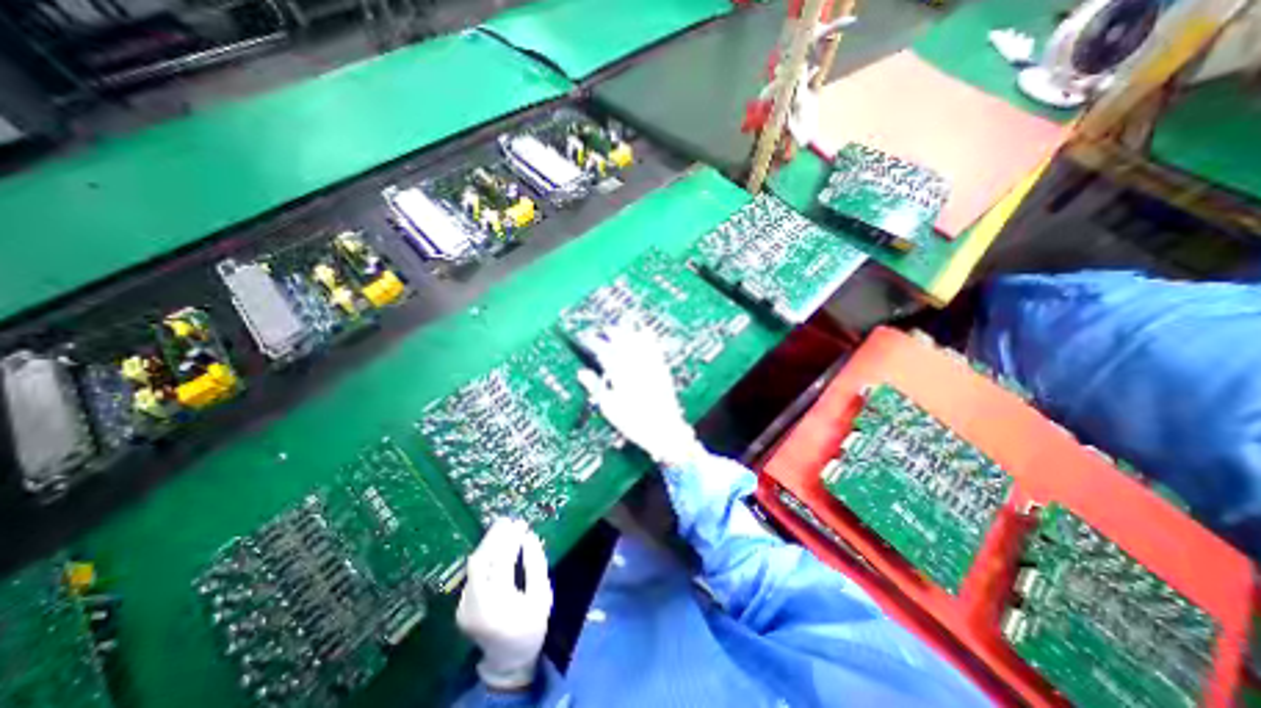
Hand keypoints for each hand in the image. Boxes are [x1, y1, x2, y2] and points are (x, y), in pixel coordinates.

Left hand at [455, 516, 548, 687]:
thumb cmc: (531, 627)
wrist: (508, 660)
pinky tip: (496, 544)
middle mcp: (474, 605)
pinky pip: (474, 572)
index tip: (521, 524)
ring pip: (475, 565)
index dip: (510, 541)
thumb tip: (529, 537)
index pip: (501, 563)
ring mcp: (464, 606)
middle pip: (482, 561)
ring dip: (489, 543)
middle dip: (495, 537)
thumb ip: (536, 565)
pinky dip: (486, 555)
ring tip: (503, 526)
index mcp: (496, 604)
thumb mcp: (541, 596)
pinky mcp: (462, 604)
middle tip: (508, 519)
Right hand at [576, 322, 703, 466]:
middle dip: (611, 333)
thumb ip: (596, 387)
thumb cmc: (634, 423)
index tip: (586, 337)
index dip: (594, 343)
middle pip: (622, 342)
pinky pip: (655, 349)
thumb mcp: (610, 408)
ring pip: (638, 342)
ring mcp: (651, 366)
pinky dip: (649, 338)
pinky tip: (645, 331)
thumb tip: (582, 372)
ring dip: (628, 332)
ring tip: (620, 326)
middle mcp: (636, 367)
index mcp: (621, 375)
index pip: (604, 352)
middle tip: (603, 330)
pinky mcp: (662, 369)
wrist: (665, 431)